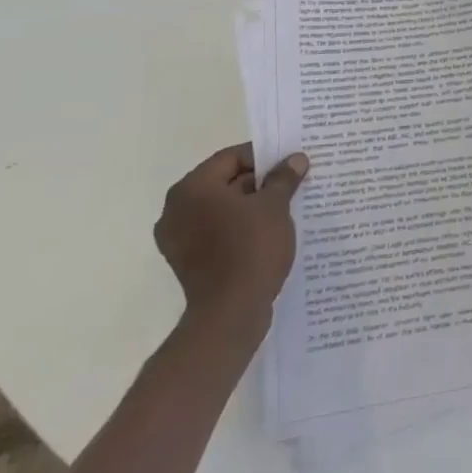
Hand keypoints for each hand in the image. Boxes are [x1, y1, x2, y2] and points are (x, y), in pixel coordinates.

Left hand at [154, 143, 308, 332]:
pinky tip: (266, 233)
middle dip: (259, 182)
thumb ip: (283, 178)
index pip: (231, 158)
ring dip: (250, 206)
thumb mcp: (274, 206)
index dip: (263, 157)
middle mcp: (176, 209)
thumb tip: (296, 159)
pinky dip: (237, 228)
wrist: (230, 315)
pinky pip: (215, 232)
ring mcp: (178, 239)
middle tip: (290, 184)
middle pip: (224, 182)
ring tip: (284, 208)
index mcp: (192, 188)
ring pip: (221, 209)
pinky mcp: (187, 262)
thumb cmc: (250, 249)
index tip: (289, 163)